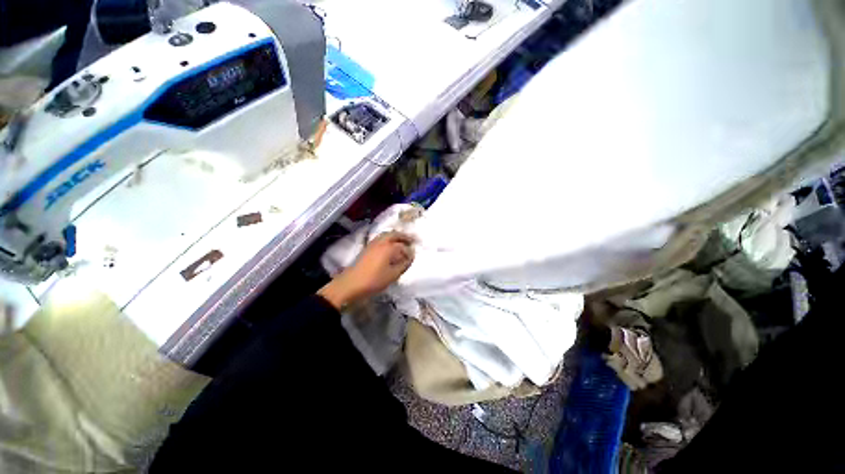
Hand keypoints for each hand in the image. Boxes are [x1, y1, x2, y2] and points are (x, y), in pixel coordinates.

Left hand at [318, 232, 415, 308]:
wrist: (351, 283)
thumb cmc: (374, 280)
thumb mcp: (392, 275)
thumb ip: (403, 265)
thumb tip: (410, 258)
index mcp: (388, 247)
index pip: (403, 247)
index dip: (409, 252)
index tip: (413, 257)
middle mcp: (381, 242)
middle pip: (394, 234)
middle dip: (404, 236)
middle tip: (411, 240)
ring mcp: (372, 244)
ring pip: (386, 235)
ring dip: (395, 236)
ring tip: (401, 242)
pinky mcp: (367, 248)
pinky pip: (380, 239)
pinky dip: (388, 239)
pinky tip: (389, 247)